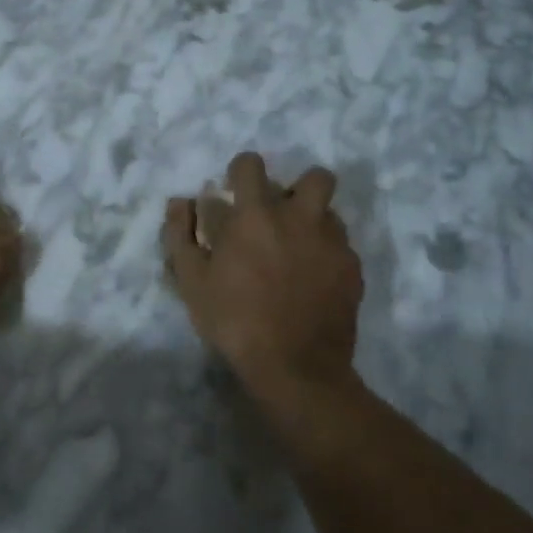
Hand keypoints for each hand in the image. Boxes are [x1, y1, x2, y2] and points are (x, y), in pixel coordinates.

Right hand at [163, 153, 364, 414]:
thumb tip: (179, 202)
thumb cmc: (234, 320)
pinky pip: (341, 246)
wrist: (295, 367)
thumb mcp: (191, 280)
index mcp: (256, 215)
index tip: (235, 191)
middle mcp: (300, 218)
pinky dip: (326, 254)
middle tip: (280, 215)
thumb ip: (180, 234)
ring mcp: (333, 243)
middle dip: (299, 187)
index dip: (241, 171)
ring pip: (331, 212)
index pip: (251, 164)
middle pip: (316, 177)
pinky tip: (312, 281)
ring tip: (297, 249)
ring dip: (313, 220)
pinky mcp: (353, 269)